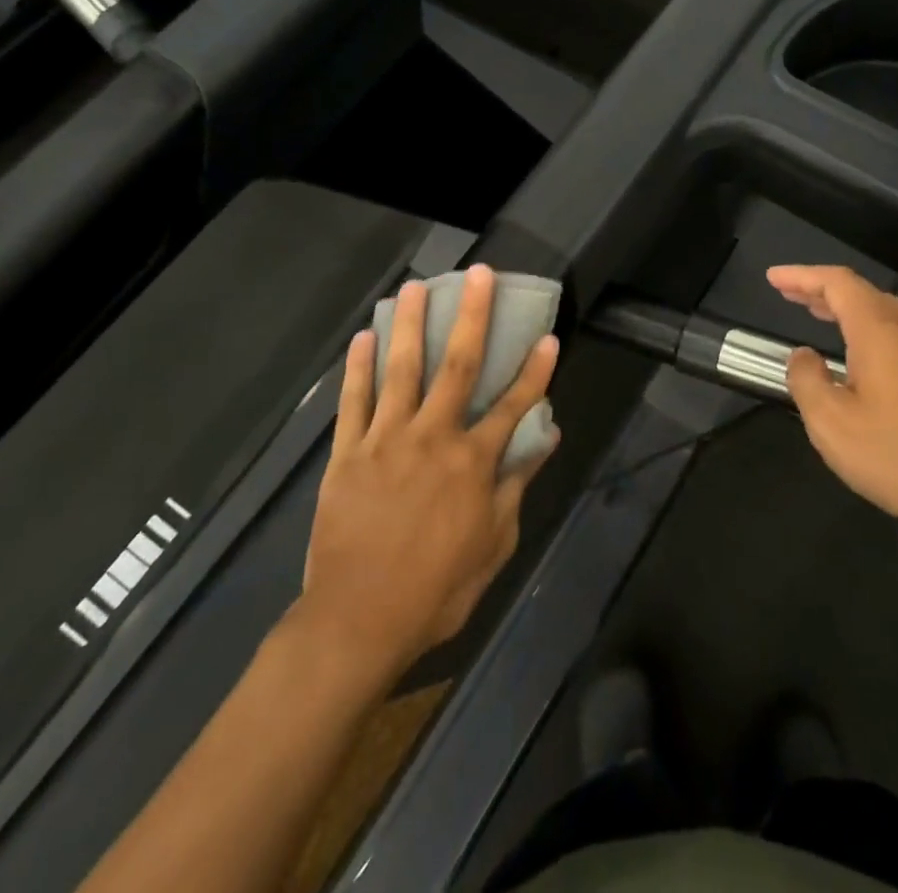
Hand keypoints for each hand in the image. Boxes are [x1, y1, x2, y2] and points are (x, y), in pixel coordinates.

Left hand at [298, 265, 559, 677]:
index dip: (536, 369)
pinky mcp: (348, 453)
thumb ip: (517, 486)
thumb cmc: (437, 589)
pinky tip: (363, 337)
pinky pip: (354, 401)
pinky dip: (359, 367)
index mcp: (472, 462)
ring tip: (415, 286)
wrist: (358, 622)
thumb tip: (546, 439)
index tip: (549, 336)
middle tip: (479, 274)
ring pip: (402, 369)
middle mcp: (432, 437)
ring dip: (410, 324)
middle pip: (458, 365)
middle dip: (472, 316)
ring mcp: (386, 441)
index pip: (513, 404)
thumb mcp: (494, 544)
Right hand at [767, 264, 897, 554]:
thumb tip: (803, 356)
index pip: (837, 283)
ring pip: (885, 311)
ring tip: (819, 314)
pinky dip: (870, 327)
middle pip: (862, 292)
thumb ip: (807, 380)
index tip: (773, 278)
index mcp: (879, 333)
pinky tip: (862, 353)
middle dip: (822, 288)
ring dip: (847, 307)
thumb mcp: (831, 424)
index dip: (802, 275)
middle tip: (789, 293)